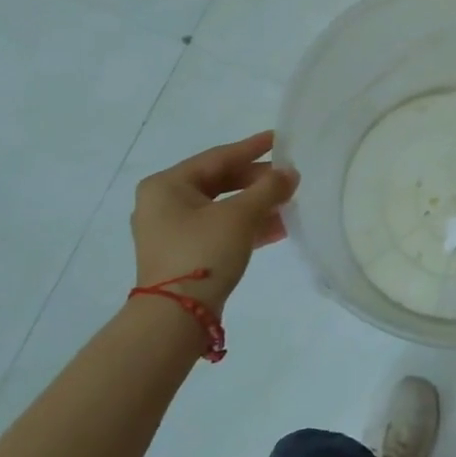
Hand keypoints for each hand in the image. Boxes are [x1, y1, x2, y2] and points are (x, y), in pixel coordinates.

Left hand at [131, 131, 298, 312]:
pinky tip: (279, 228)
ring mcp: (173, 231)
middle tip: (290, 178)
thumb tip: (291, 173)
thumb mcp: (240, 216)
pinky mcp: (185, 254)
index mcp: (167, 185)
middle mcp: (164, 203)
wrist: (176, 317)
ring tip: (290, 203)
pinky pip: (221, 229)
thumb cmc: (203, 253)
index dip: (252, 148)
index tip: (280, 139)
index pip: (218, 157)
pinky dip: (247, 226)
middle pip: (220, 182)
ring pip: (223, 207)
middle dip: (258, 181)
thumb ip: (268, 189)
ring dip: (257, 205)